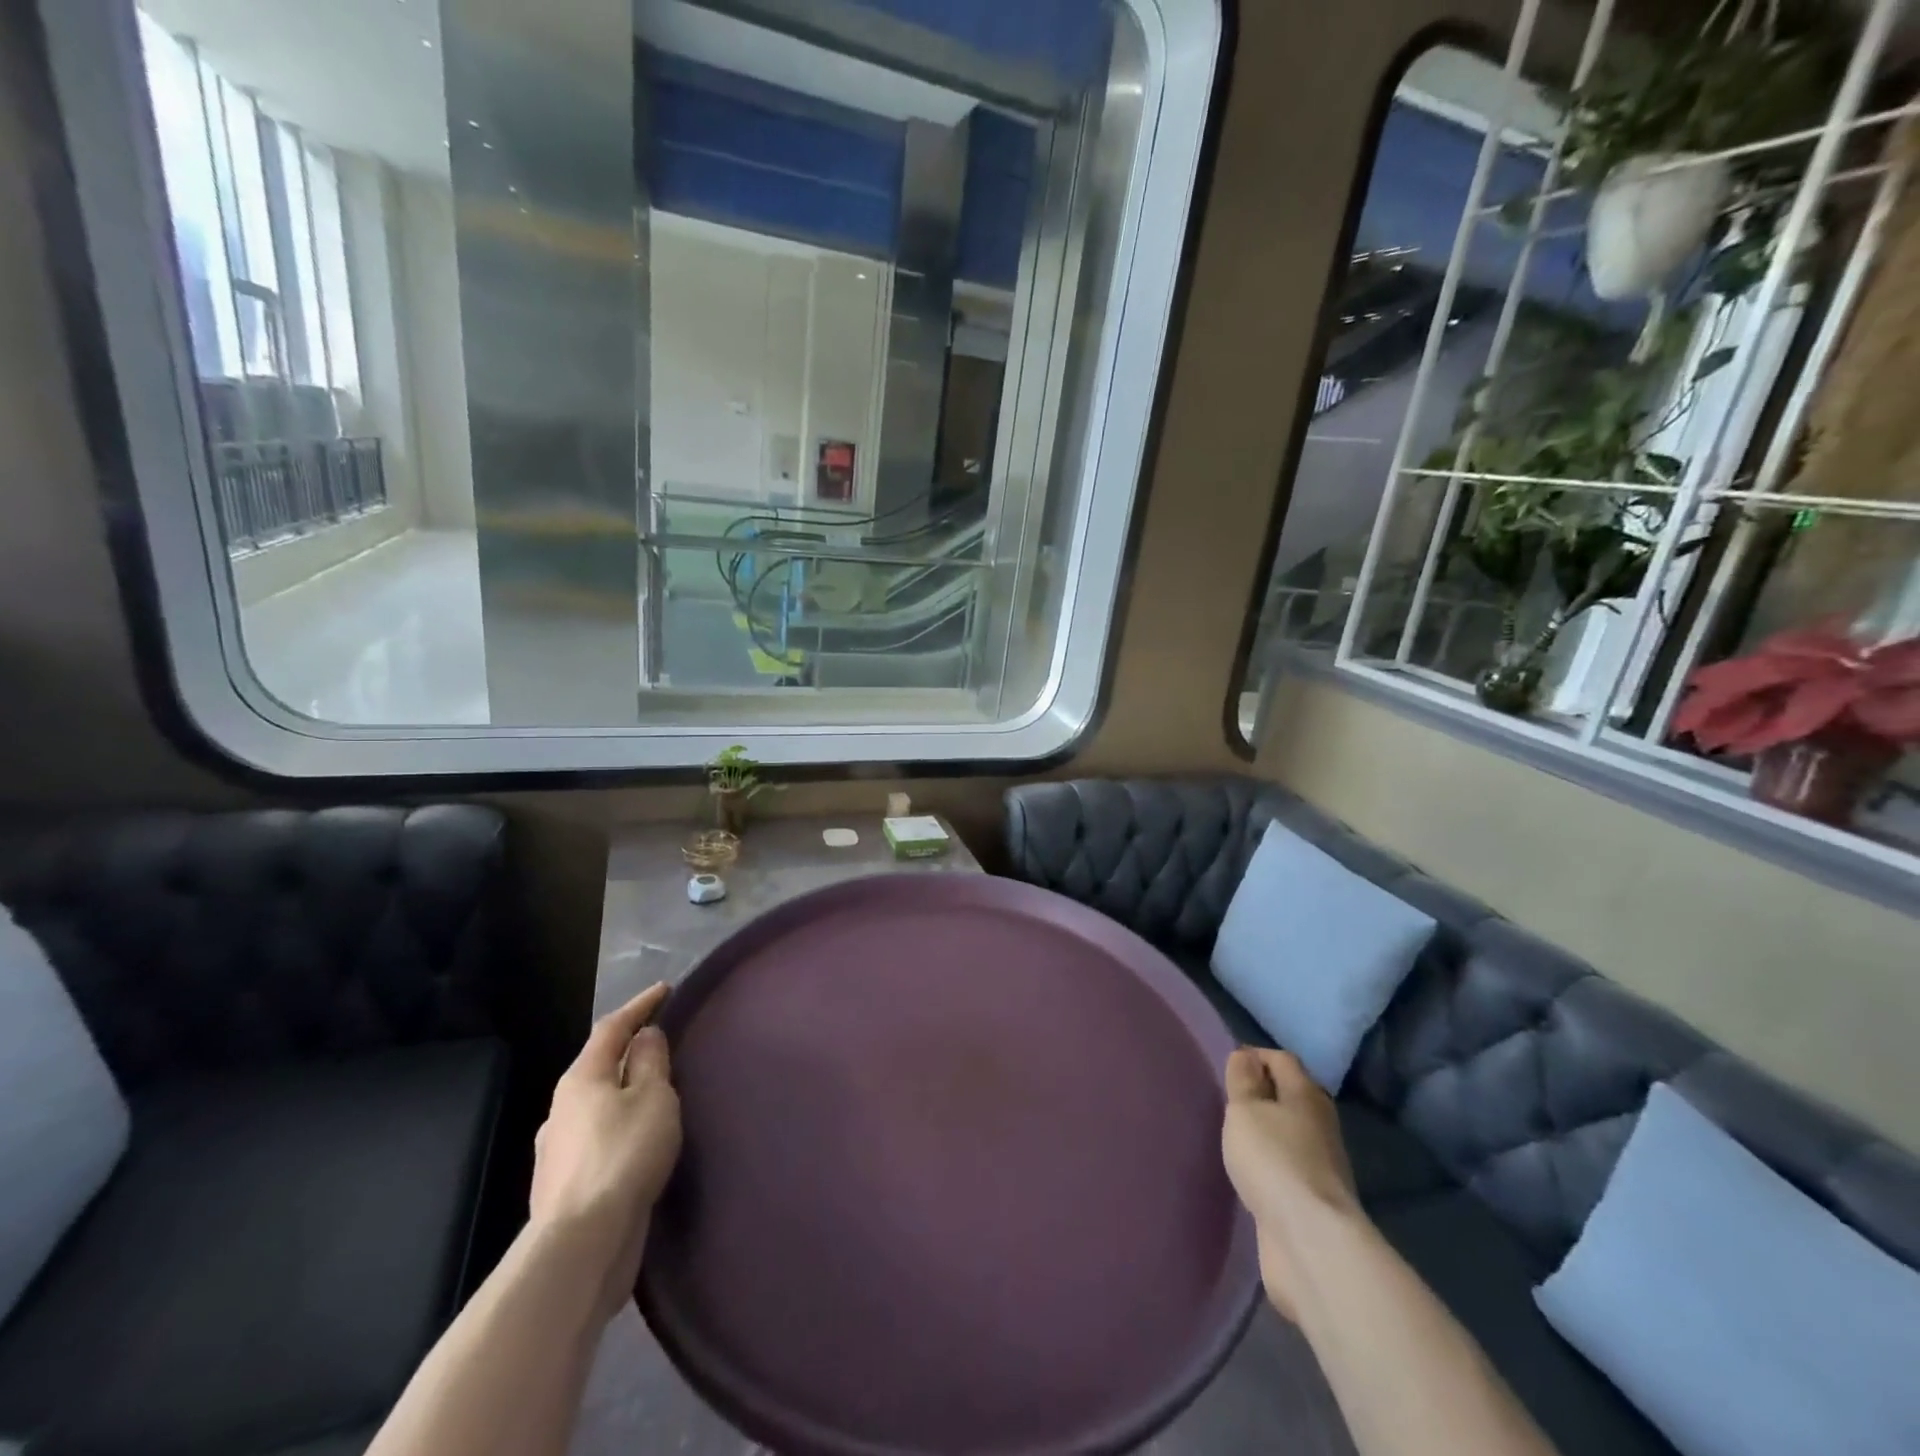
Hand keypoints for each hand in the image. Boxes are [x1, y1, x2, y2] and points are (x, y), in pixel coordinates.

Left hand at [530, 984, 682, 1318]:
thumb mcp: (653, 1097)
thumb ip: (652, 1062)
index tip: (665, 990)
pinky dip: (618, 1129)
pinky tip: (636, 1143)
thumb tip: (645, 1036)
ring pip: (596, 1106)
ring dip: (623, 1094)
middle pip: (599, 1066)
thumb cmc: (624, 1155)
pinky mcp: (564, 1186)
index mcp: (582, 1079)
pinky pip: (597, 1140)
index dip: (640, 1005)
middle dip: (629, 1052)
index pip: (612, 1028)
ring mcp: (557, 1150)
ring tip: (654, 1097)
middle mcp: (561, 1108)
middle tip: (662, 1044)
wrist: (582, 1244)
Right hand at [1221, 1047, 1358, 1320]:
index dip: (1255, 1056)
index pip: (1282, 1060)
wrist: (1310, 1241)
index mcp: (1306, 1094)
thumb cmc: (1273, 1160)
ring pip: (1290, 1132)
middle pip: (1291, 1095)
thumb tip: (1246, 1056)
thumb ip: (1243, 1080)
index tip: (1227, 1066)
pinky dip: (1271, 1161)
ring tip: (1236, 1134)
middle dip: (1263, 1092)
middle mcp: (1320, 1124)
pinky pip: (1288, 1165)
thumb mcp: (1246, 1109)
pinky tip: (1252, 1170)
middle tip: (1229, 1099)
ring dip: (1267, 1129)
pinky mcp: (1314, 1199)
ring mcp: (1321, 1164)